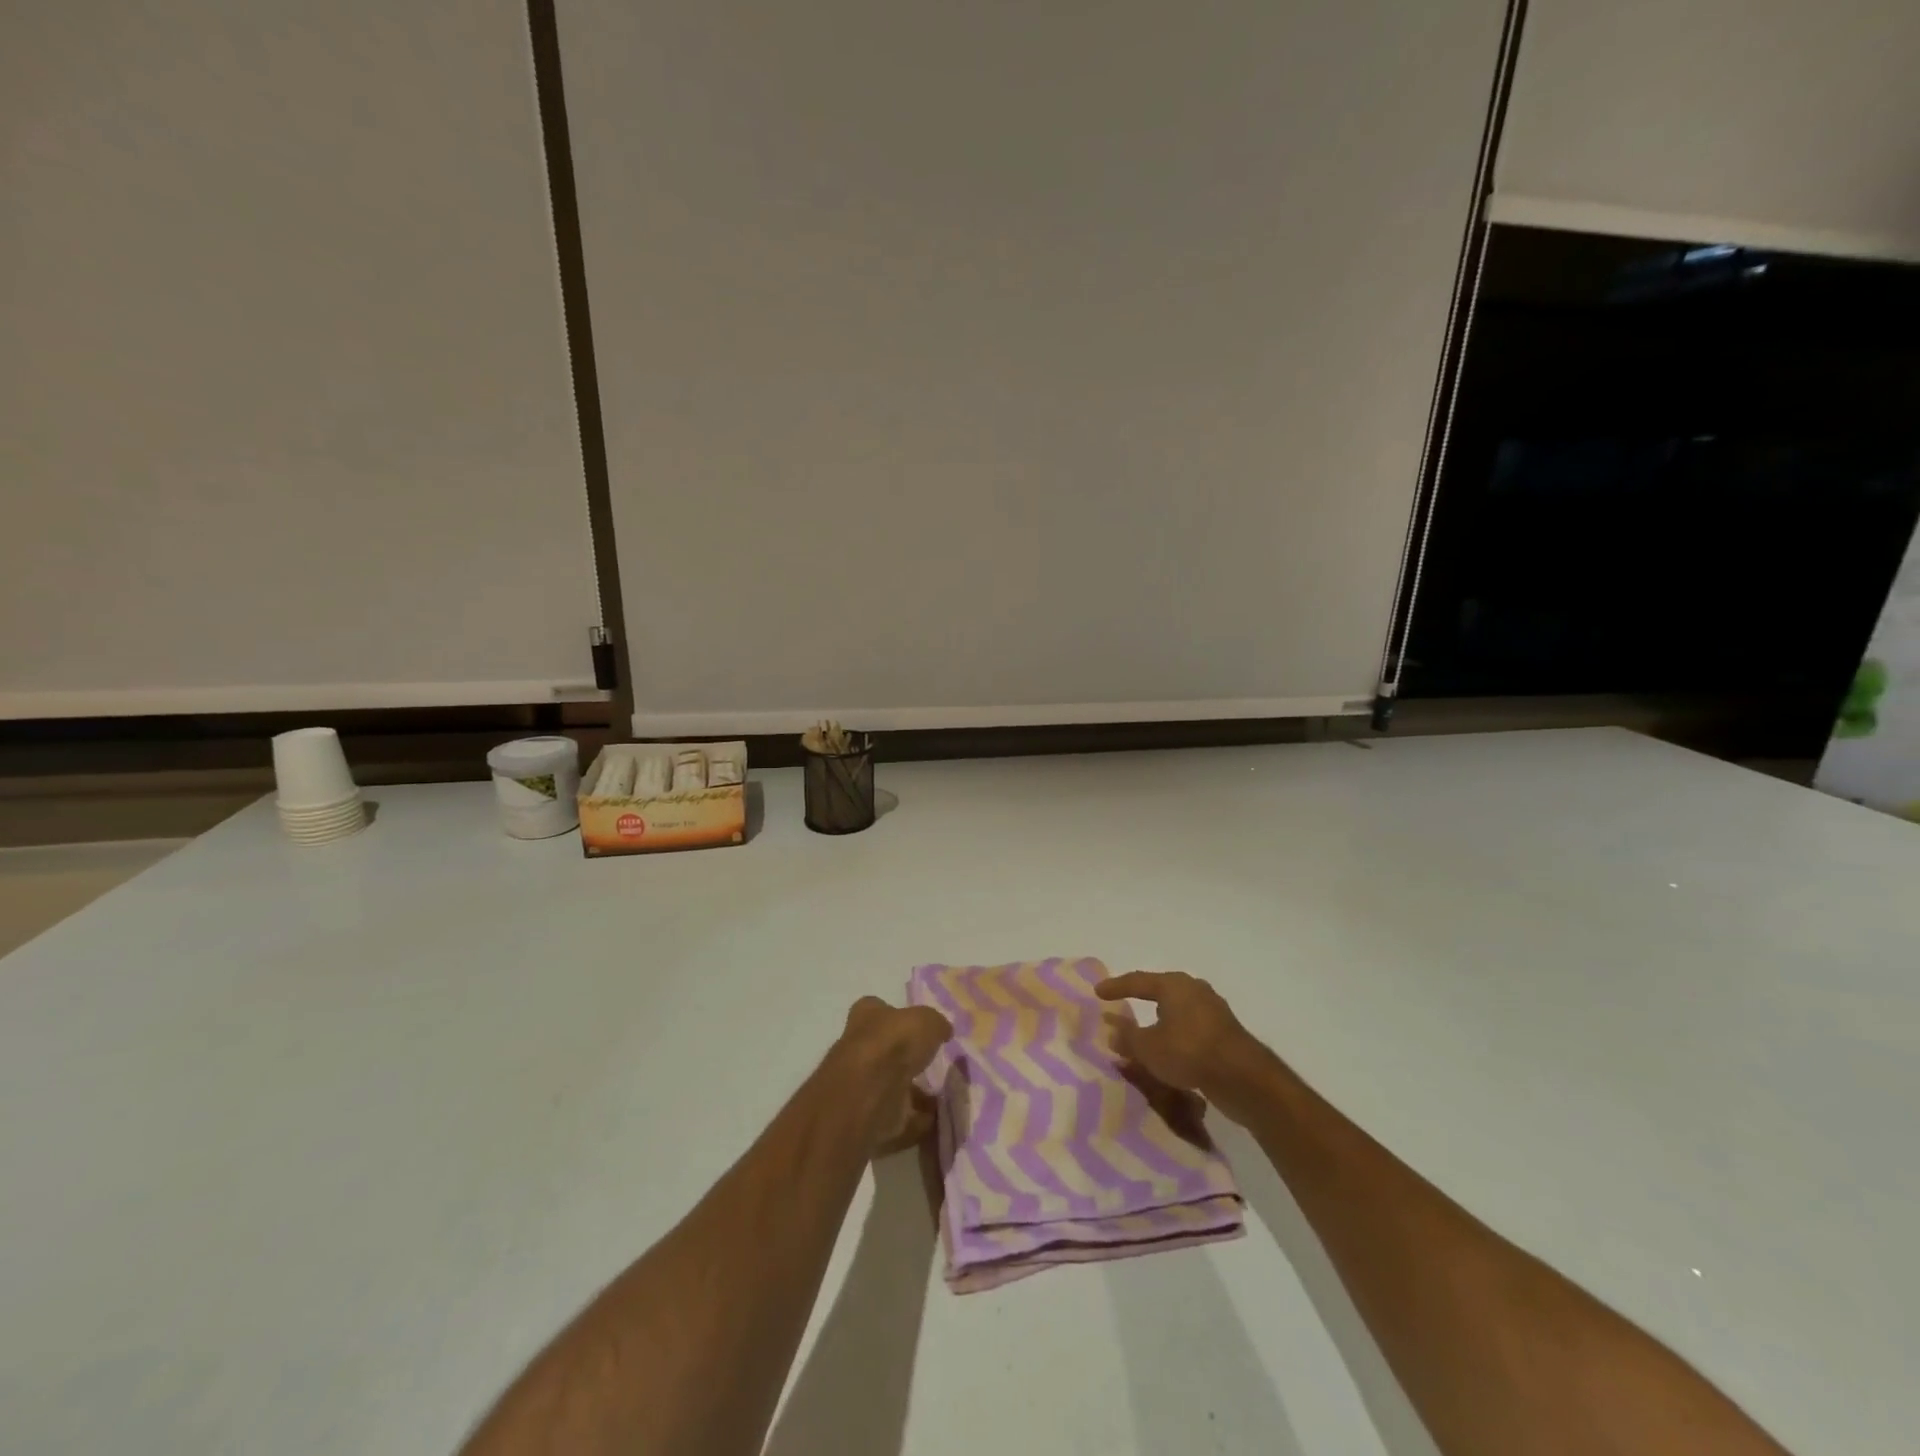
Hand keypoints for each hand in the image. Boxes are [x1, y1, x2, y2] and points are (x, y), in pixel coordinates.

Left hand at [831, 996, 952, 1154]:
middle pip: (885, 1050)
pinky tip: (936, 1120)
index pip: (878, 1009)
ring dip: (912, 1093)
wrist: (868, 1094)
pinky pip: (897, 1117)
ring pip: (890, 1085)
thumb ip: (936, 1024)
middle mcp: (858, 1047)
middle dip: (906, 1059)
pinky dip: (915, 1120)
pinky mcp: (868, 1116)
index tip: (919, 1029)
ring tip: (941, 1097)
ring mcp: (861, 1084)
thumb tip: (942, 1030)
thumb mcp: (926, 1020)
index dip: (898, 1018)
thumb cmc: (894, 1043)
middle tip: (933, 1065)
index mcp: (867, 1015)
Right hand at [1096, 971, 1272, 1126]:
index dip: (1116, 987)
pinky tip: (1171, 1049)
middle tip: (1124, 1004)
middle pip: (1161, 991)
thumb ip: (1127, 1038)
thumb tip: (1111, 1030)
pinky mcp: (1225, 1032)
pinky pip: (1191, 1027)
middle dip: (1142, 999)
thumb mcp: (1148, 1048)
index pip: (1137, 981)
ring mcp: (1213, 1009)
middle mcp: (1194, 989)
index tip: (1098, 992)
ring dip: (1161, 1020)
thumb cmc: (1188, 1052)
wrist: (1243, 1077)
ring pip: (1178, 1010)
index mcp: (1173, 985)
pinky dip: (1176, 1034)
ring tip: (1147, 1031)